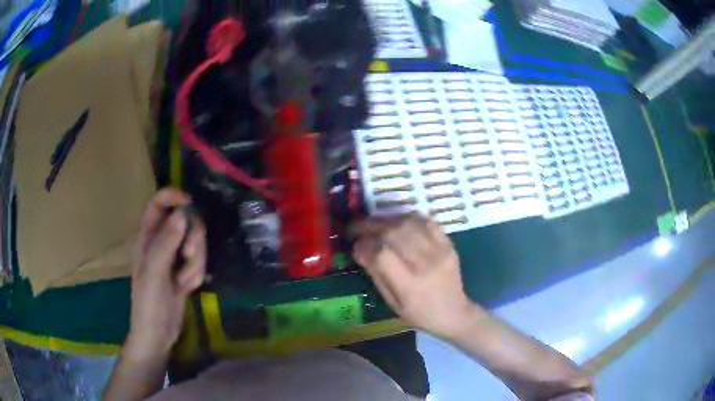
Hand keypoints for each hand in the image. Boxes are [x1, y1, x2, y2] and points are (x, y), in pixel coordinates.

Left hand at [124, 189, 206, 361]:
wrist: (158, 334)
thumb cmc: (148, 304)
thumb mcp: (154, 273)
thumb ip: (166, 243)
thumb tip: (182, 213)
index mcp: (147, 237)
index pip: (158, 204)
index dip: (173, 197)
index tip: (190, 205)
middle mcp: (161, 242)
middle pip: (185, 222)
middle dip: (192, 240)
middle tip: (187, 256)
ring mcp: (173, 257)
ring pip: (195, 243)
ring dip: (195, 263)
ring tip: (184, 282)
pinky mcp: (184, 270)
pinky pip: (199, 261)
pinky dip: (197, 274)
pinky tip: (188, 288)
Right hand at [352, 214, 479, 337]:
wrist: (454, 312)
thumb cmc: (419, 313)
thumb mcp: (392, 302)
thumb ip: (377, 274)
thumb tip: (360, 249)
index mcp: (409, 285)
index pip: (382, 254)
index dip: (364, 245)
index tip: (355, 245)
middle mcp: (425, 264)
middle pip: (394, 233)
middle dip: (370, 226)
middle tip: (357, 227)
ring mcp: (440, 250)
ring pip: (409, 222)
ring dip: (387, 220)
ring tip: (375, 224)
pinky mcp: (448, 243)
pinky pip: (426, 221)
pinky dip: (408, 218)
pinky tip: (398, 222)